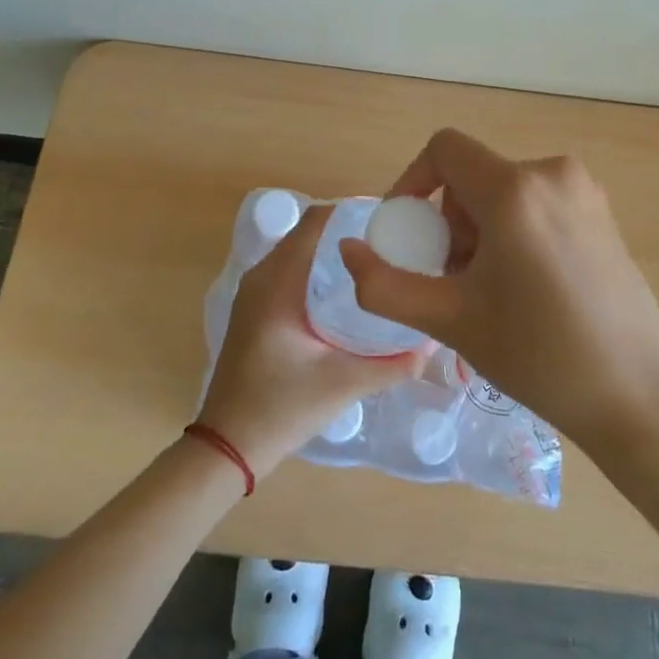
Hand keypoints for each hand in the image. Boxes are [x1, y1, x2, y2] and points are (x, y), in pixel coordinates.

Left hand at [199, 204, 425, 477]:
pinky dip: (317, 268)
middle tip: (392, 243)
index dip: (352, 212)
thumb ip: (392, 364)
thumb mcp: (342, 384)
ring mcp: (254, 292)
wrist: (226, 446)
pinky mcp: (255, 309)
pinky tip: (347, 292)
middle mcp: (261, 276)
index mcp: (278, 282)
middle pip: (308, 232)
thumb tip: (433, 343)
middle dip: (348, 231)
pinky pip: (290, 271)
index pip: (315, 222)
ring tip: (375, 263)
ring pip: (299, 252)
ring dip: (332, 251)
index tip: (390, 221)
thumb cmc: (280, 408)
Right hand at [339, 129, 658, 461]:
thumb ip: (384, 284)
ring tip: (489, 291)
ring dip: (480, 230)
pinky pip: (536, 203)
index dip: (412, 181)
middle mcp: (553, 173)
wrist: (637, 397)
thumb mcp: (450, 320)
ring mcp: (585, 191)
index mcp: (515, 189)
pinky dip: (514, 230)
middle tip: (453, 278)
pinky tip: (525, 286)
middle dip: (450, 221)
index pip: (444, 149)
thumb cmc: (538, 356)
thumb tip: (348, 250)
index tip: (408, 232)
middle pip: (473, 175)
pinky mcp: (603, 213)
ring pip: (504, 191)